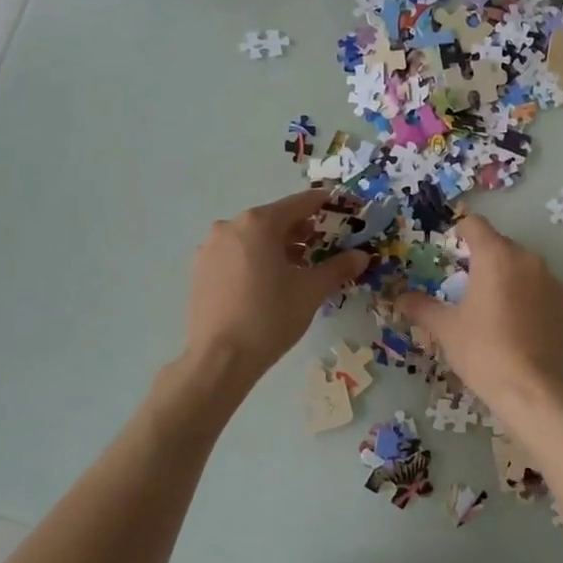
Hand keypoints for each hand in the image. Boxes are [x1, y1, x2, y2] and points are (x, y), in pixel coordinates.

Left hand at [184, 190, 368, 381]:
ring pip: (253, 238)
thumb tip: (362, 256)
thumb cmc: (271, 317)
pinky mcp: (200, 270)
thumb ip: (338, 267)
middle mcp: (230, 226)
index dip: (324, 204)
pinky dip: (256, 259)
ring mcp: (211, 248)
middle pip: (274, 219)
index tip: (341, 207)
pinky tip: (269, 282)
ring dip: (277, 246)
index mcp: (259, 223)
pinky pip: (235, 254)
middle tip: (324, 245)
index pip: (299, 203)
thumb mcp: (311, 291)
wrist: (220, 358)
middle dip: (301, 230)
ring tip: (299, 268)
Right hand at [398, 215, 562, 411]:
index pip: (475, 224)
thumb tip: (400, 298)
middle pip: (501, 245)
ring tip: (494, 309)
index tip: (451, 251)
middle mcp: (527, 260)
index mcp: (495, 256)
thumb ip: (421, 306)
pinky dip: (529, 298)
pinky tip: (519, 327)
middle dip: (483, 259)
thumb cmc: (482, 351)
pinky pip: (542, 290)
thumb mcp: (445, 328)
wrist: (532, 390)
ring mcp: (552, 282)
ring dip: (508, 278)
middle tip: (467, 287)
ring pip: (524, 268)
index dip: (460, 232)